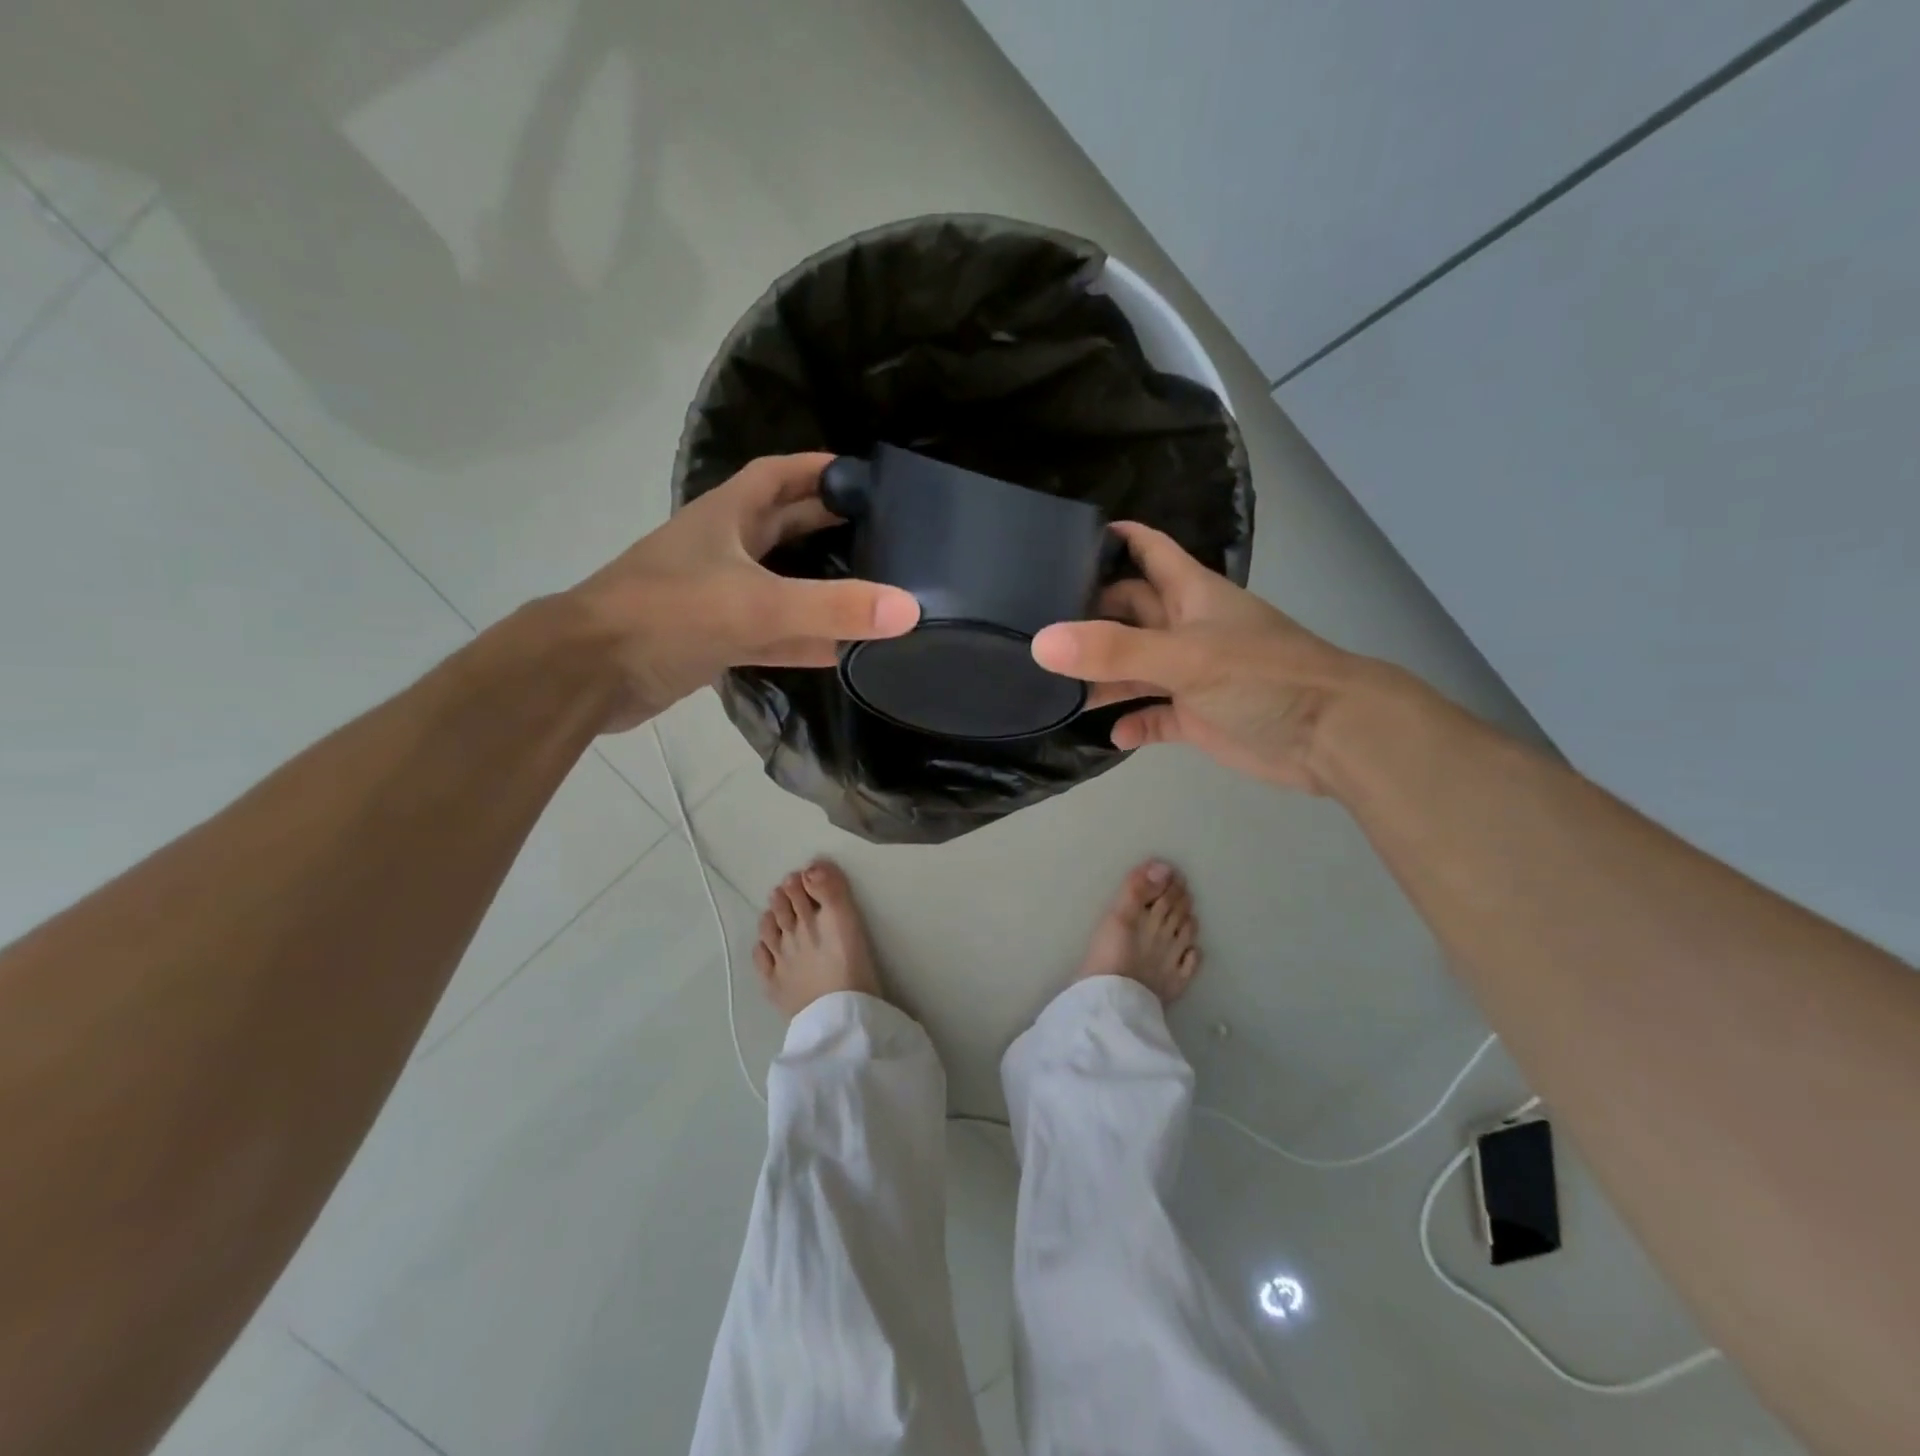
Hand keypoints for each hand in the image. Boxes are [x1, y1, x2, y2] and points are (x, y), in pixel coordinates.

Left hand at [571, 453, 919, 731]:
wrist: (590, 674)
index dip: (817, 468)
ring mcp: (717, 598)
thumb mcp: (756, 605)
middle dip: (827, 523)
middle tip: (883, 530)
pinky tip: (843, 649)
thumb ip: (832, 607)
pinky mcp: (714, 640)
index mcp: (724, 518)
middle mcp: (721, 551)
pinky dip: (805, 639)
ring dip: (819, 584)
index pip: (777, 476)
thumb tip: (909, 608)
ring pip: (780, 584)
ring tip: (873, 586)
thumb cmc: (666, 616)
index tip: (865, 475)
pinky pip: (772, 633)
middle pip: (783, 526)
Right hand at [1030, 523, 1361, 791]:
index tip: (1064, 542)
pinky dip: (1133, 722)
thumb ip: (1114, 650)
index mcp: (1190, 595)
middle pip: (1129, 611)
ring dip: (1102, 676)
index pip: (1148, 551)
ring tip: (1055, 686)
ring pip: (1134, 667)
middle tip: (1037, 625)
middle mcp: (1186, 628)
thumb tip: (1041, 642)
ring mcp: (1191, 675)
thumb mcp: (1185, 657)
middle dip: (1090, 615)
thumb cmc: (1262, 676)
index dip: (1114, 540)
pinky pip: (1154, 715)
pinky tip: (1113, 734)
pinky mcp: (1197, 716)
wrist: (1330, 735)